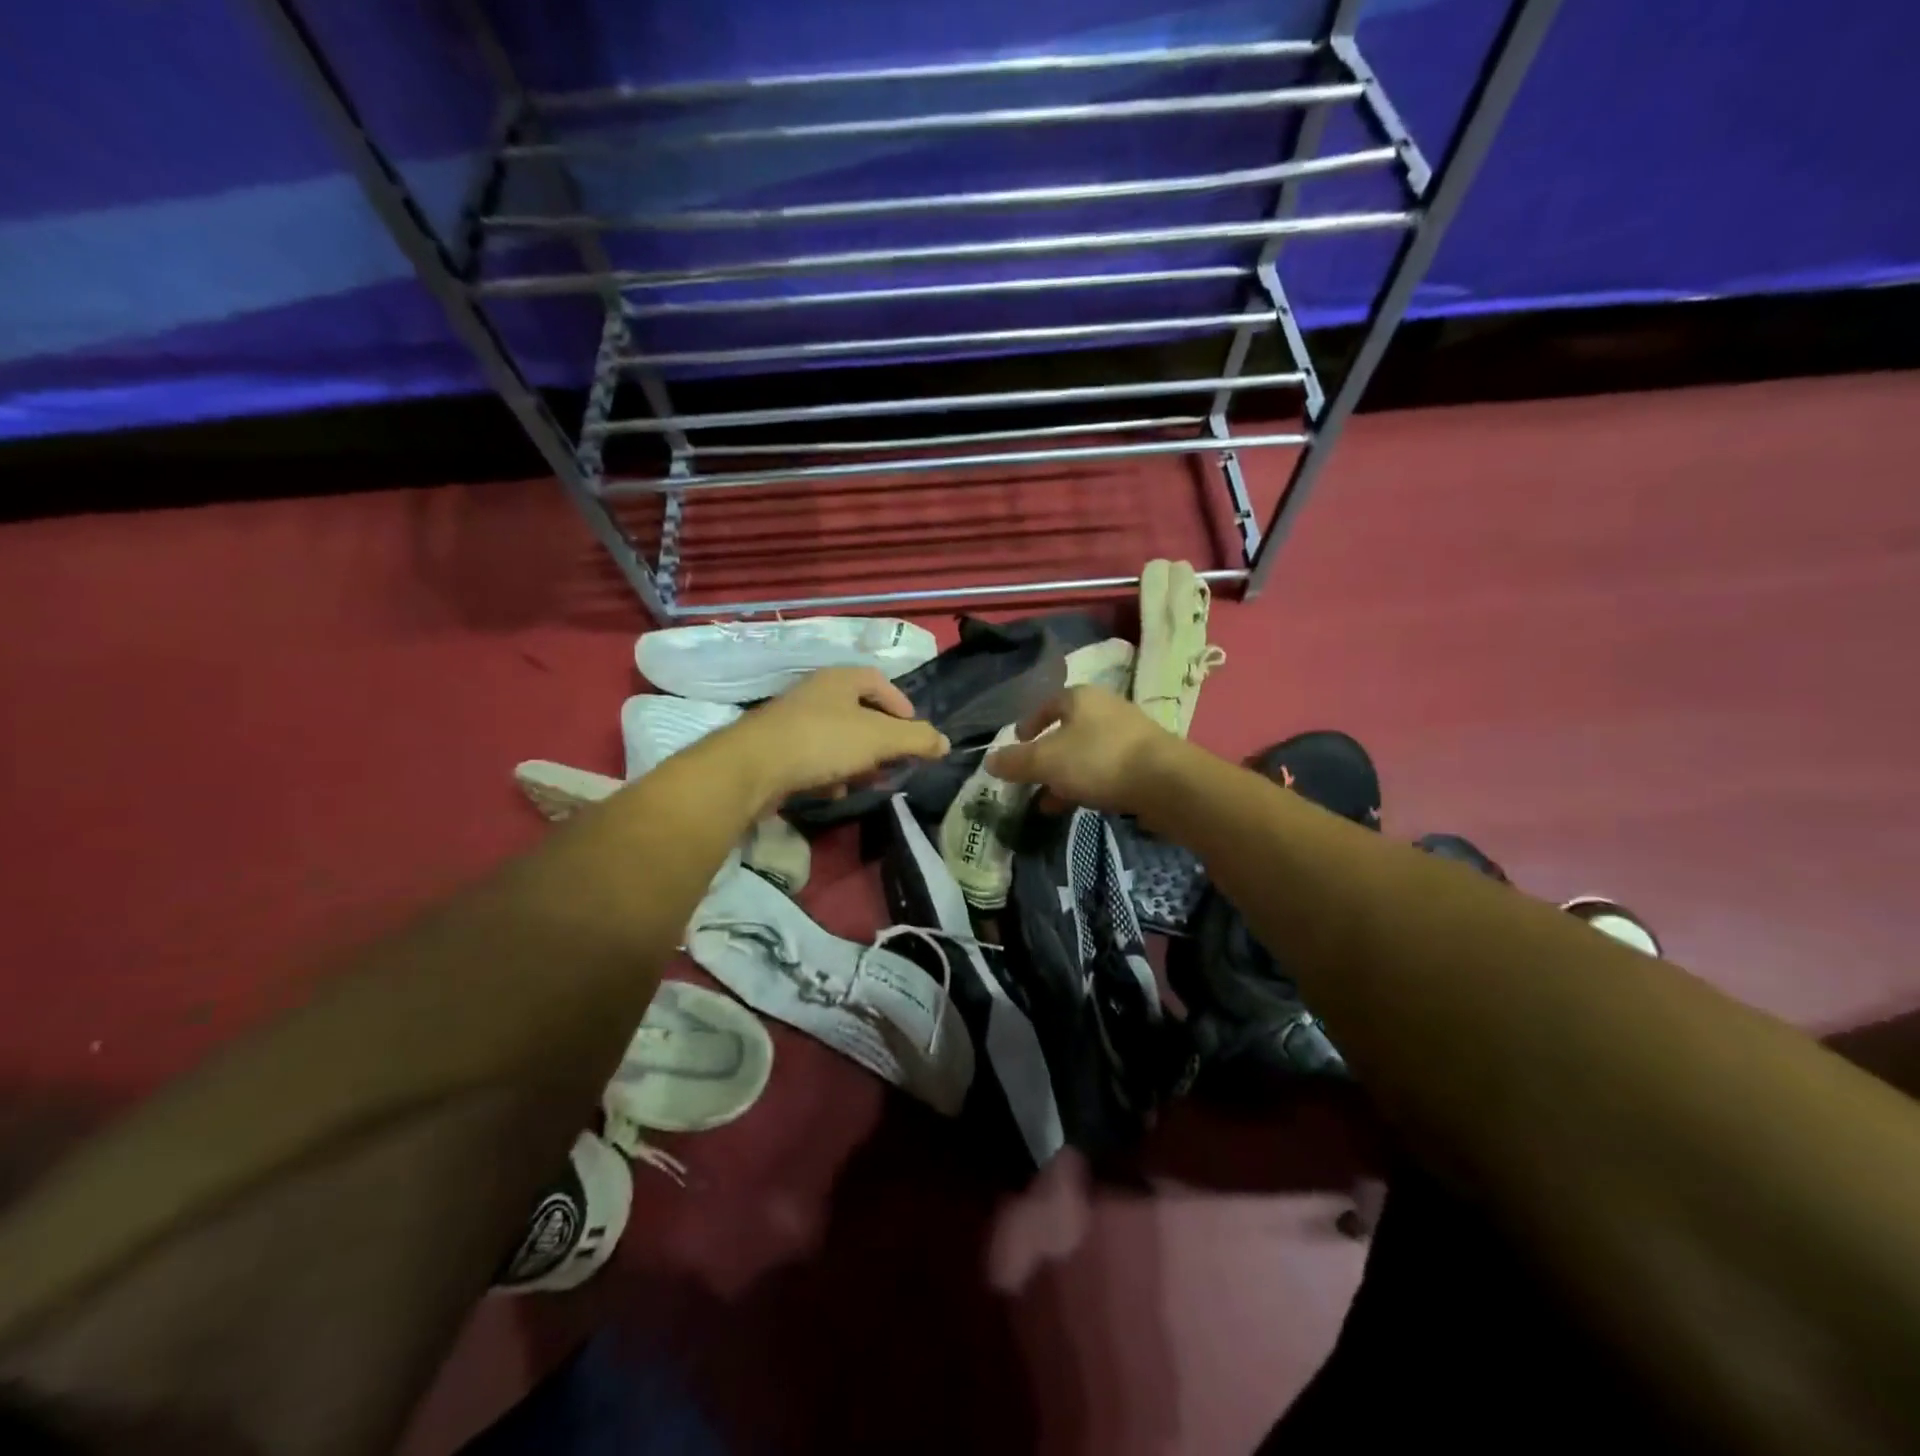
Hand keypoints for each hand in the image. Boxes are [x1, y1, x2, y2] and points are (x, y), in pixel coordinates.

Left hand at [723, 667, 948, 811]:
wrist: (753, 767)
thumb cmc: (824, 741)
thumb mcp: (880, 738)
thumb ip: (916, 739)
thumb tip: (945, 743)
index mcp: (840, 679)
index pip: (879, 682)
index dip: (901, 705)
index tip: (914, 733)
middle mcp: (816, 693)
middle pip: (859, 713)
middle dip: (881, 742)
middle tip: (894, 763)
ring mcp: (793, 721)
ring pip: (837, 739)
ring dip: (857, 761)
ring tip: (867, 782)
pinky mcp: (777, 749)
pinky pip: (814, 759)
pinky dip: (829, 774)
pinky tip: (833, 792)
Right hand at [984, 685, 1180, 815]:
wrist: (1165, 782)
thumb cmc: (1098, 760)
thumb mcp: (1046, 761)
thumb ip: (1015, 761)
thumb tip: (990, 760)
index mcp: (1080, 698)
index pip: (1047, 704)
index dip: (1029, 723)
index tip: (1017, 742)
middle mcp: (1106, 708)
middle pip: (1067, 731)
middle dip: (1046, 757)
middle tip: (1030, 779)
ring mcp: (1129, 734)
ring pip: (1086, 753)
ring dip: (1065, 776)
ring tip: (1049, 803)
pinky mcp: (1145, 760)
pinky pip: (1106, 769)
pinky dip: (1088, 784)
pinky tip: (1079, 806)